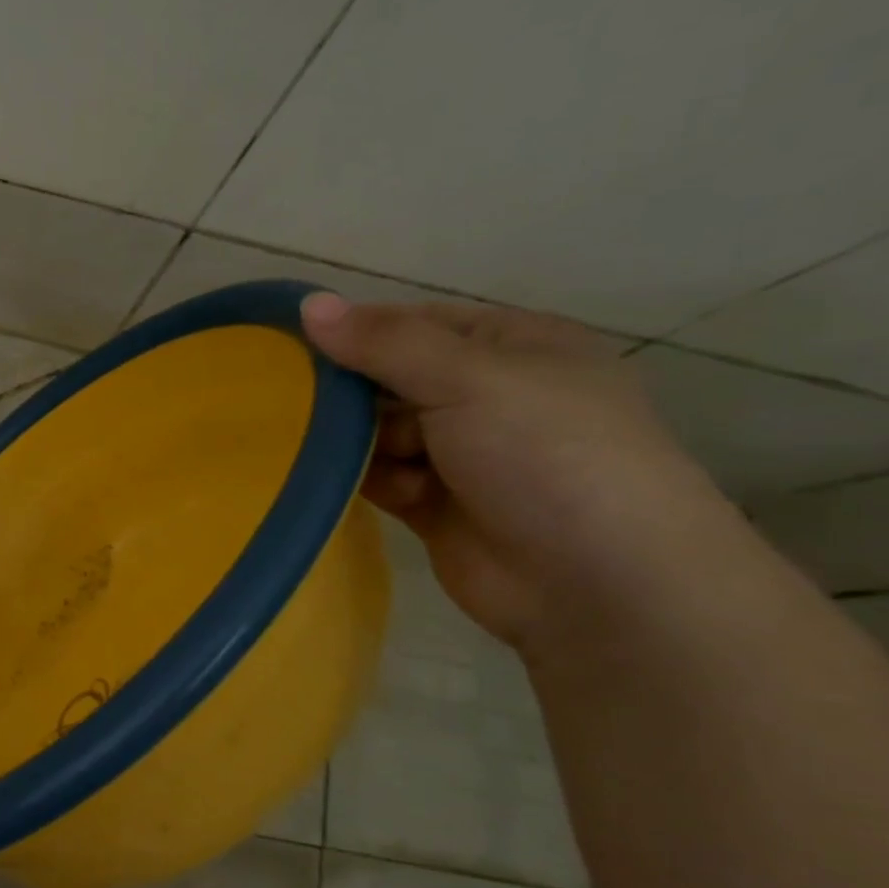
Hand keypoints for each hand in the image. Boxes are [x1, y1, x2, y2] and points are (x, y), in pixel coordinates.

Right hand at [300, 294, 736, 650]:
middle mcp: (486, 397)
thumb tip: (309, 303)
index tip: (294, 345)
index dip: (357, 331)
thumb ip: (385, 343)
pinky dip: (357, 478)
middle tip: (290, 401)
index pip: (415, 324)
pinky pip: (379, 477)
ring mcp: (461, 455)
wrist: (598, 584)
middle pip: (391, 379)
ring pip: (379, 431)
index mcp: (512, 348)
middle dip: (347, 392)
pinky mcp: (434, 506)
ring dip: (350, 440)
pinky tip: (338, 483)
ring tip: (315, 448)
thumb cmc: (546, 456)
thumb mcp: (470, 379)